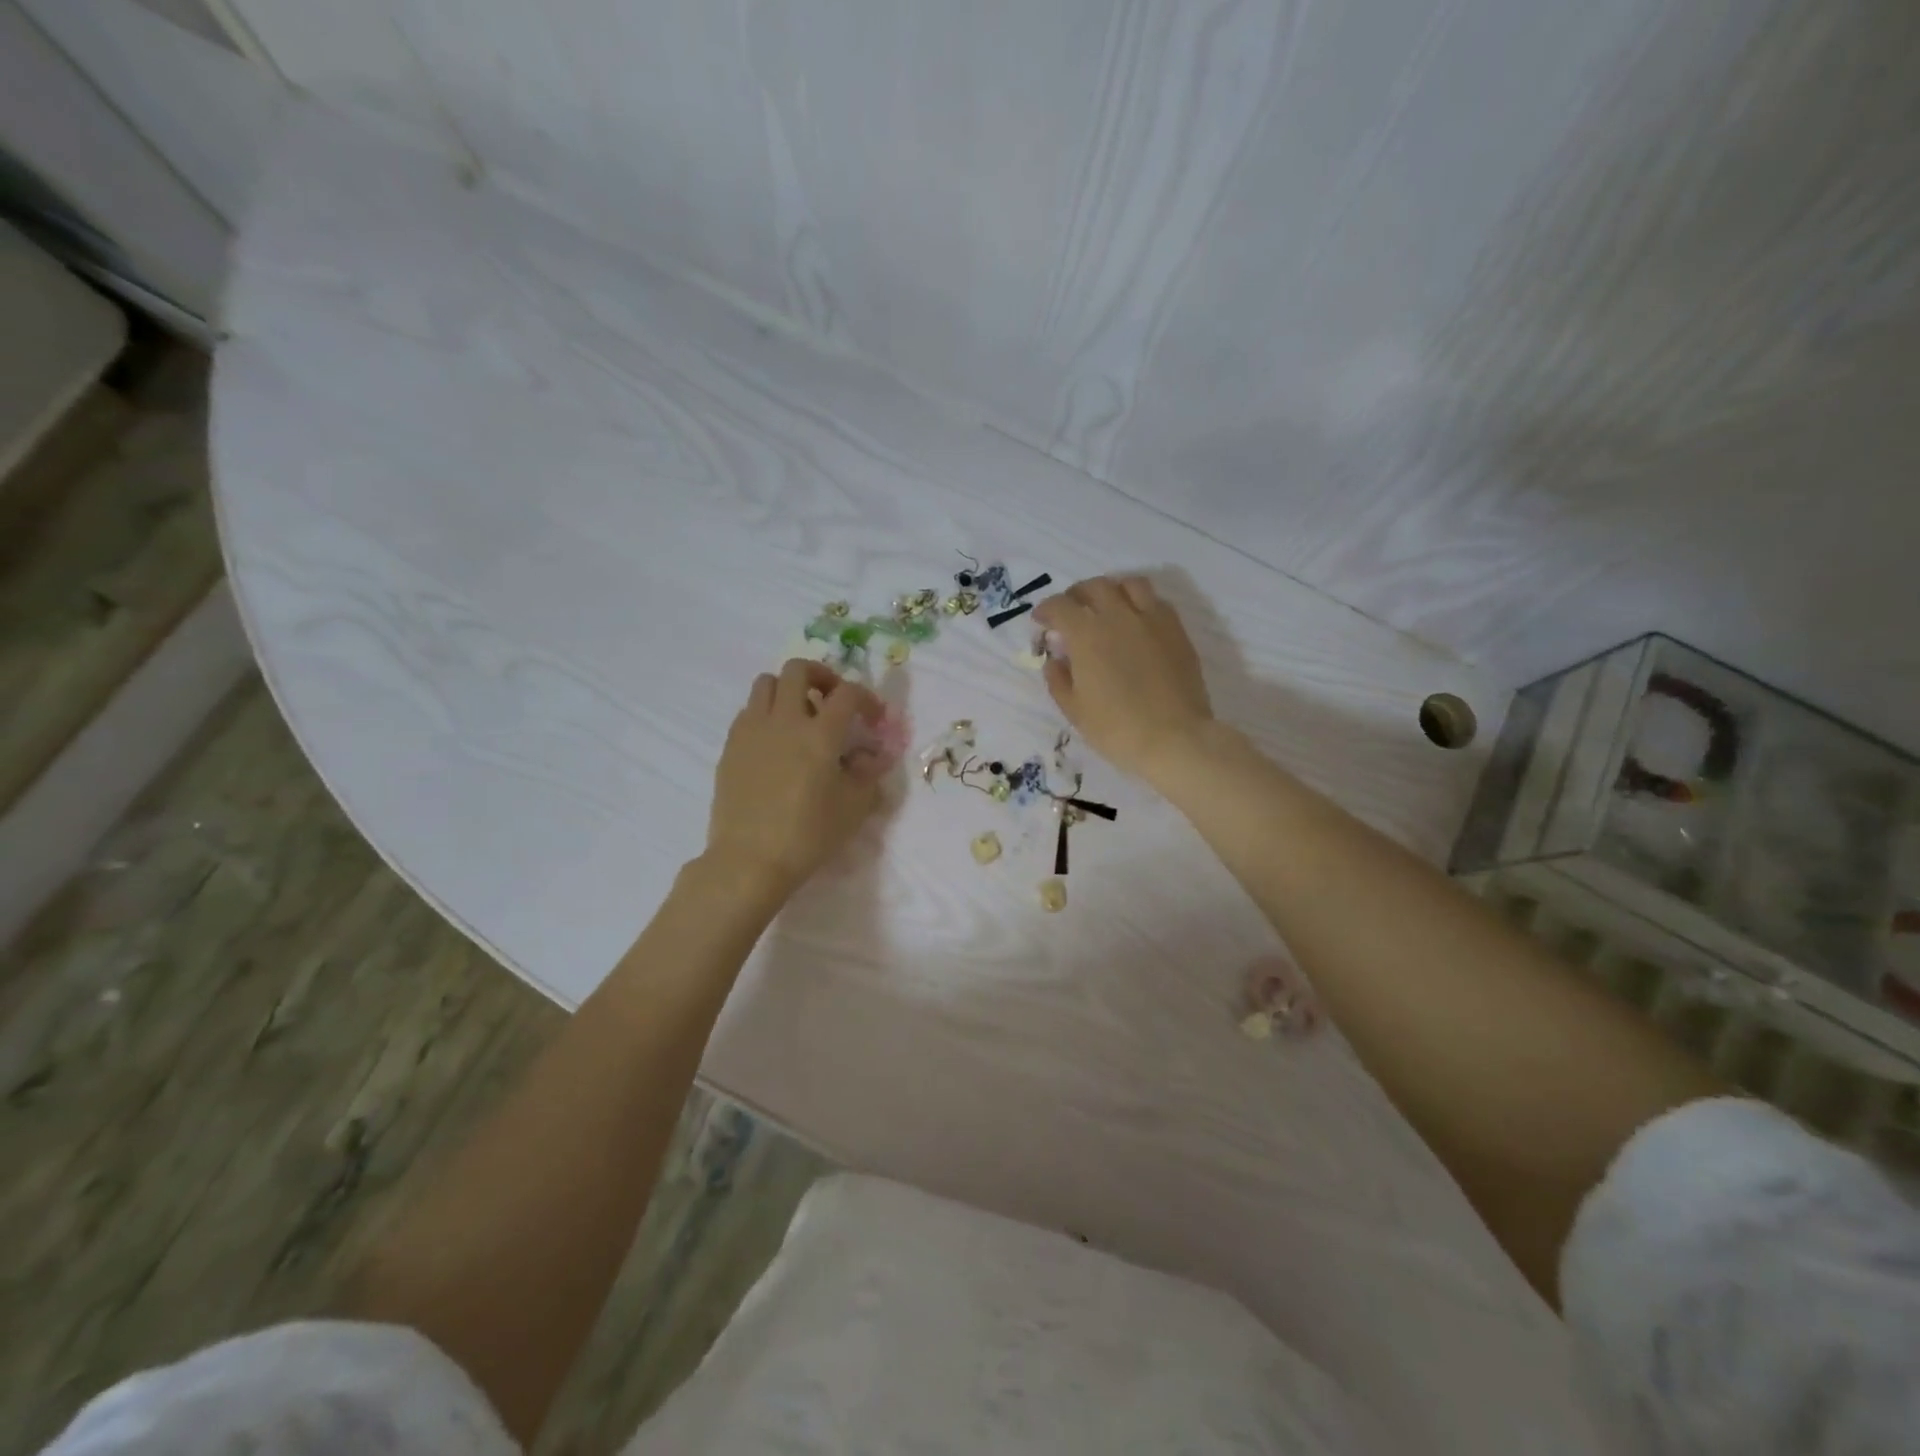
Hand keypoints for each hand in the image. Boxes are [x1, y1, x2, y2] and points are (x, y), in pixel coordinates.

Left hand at [705, 659, 889, 898]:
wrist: (750, 860)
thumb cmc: (809, 835)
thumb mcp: (854, 808)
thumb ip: (869, 775)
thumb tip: (873, 756)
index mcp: (820, 734)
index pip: (847, 693)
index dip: (866, 697)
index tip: (872, 717)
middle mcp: (785, 720)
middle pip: (798, 669)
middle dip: (821, 676)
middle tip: (831, 699)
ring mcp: (752, 730)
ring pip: (766, 683)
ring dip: (788, 689)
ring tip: (799, 715)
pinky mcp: (731, 746)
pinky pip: (748, 712)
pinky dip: (766, 714)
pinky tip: (775, 742)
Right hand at [1034, 575, 1212, 779]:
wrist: (1175, 738)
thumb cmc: (1117, 729)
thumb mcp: (1075, 710)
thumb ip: (1058, 679)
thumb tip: (1055, 660)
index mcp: (1087, 634)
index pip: (1059, 606)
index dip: (1045, 610)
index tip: (1041, 622)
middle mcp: (1118, 616)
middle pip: (1094, 586)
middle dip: (1076, 595)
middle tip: (1071, 612)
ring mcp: (1152, 619)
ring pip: (1129, 584)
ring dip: (1112, 590)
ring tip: (1108, 607)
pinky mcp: (1177, 630)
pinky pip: (1157, 601)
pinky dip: (1140, 603)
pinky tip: (1137, 622)